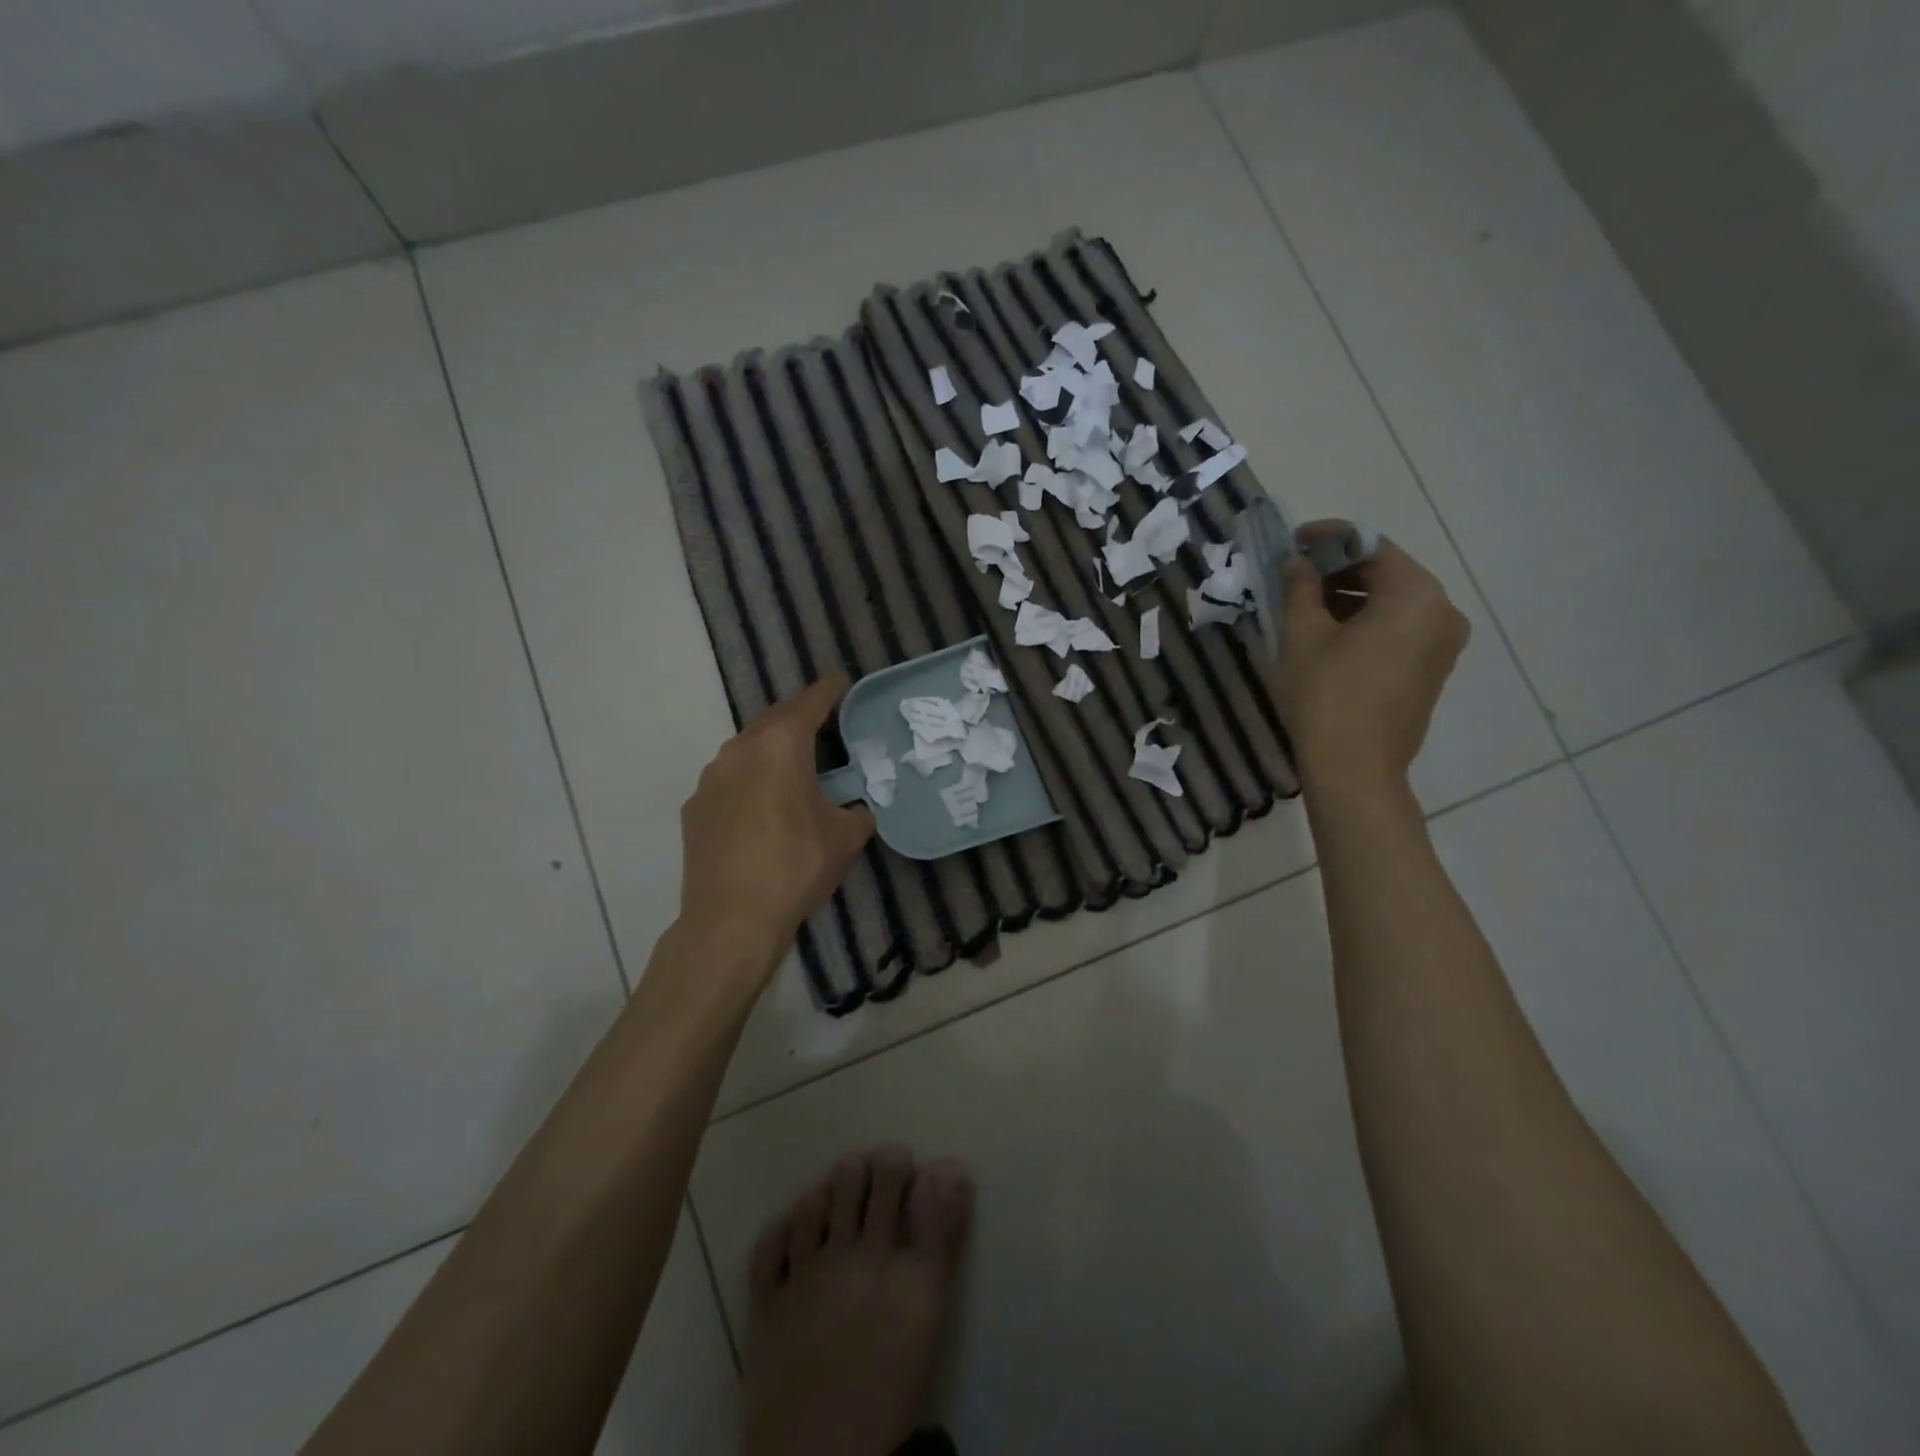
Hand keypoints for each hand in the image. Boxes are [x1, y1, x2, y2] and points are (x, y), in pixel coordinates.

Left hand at [678, 675, 876, 963]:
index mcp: (781, 745)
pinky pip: (729, 779)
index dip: (831, 690)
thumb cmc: (795, 867)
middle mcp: (740, 749)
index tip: (844, 681)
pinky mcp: (695, 806)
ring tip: (795, 764)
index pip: (810, 703)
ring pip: (748, 747)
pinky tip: (762, 804)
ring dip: (772, 747)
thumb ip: (858, 812)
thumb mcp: (845, 837)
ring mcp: (711, 777)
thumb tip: (858, 810)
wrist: (730, 919)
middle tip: (826, 724)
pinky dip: (750, 778)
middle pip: (775, 719)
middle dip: (801, 716)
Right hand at [1270, 523, 1468, 792]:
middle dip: (1338, 569)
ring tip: (1305, 605)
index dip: (1328, 538)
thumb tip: (1295, 561)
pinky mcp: (1434, 667)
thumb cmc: (1326, 696)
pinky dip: (1367, 621)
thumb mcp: (1303, 636)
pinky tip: (1330, 632)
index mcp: (1415, 595)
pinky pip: (1400, 627)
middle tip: (1294, 574)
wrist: (1355, 768)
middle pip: (1386, 572)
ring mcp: (1443, 642)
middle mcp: (1442, 610)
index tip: (1293, 541)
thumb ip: (1299, 588)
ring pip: (1393, 602)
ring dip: (1350, 596)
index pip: (1370, 546)